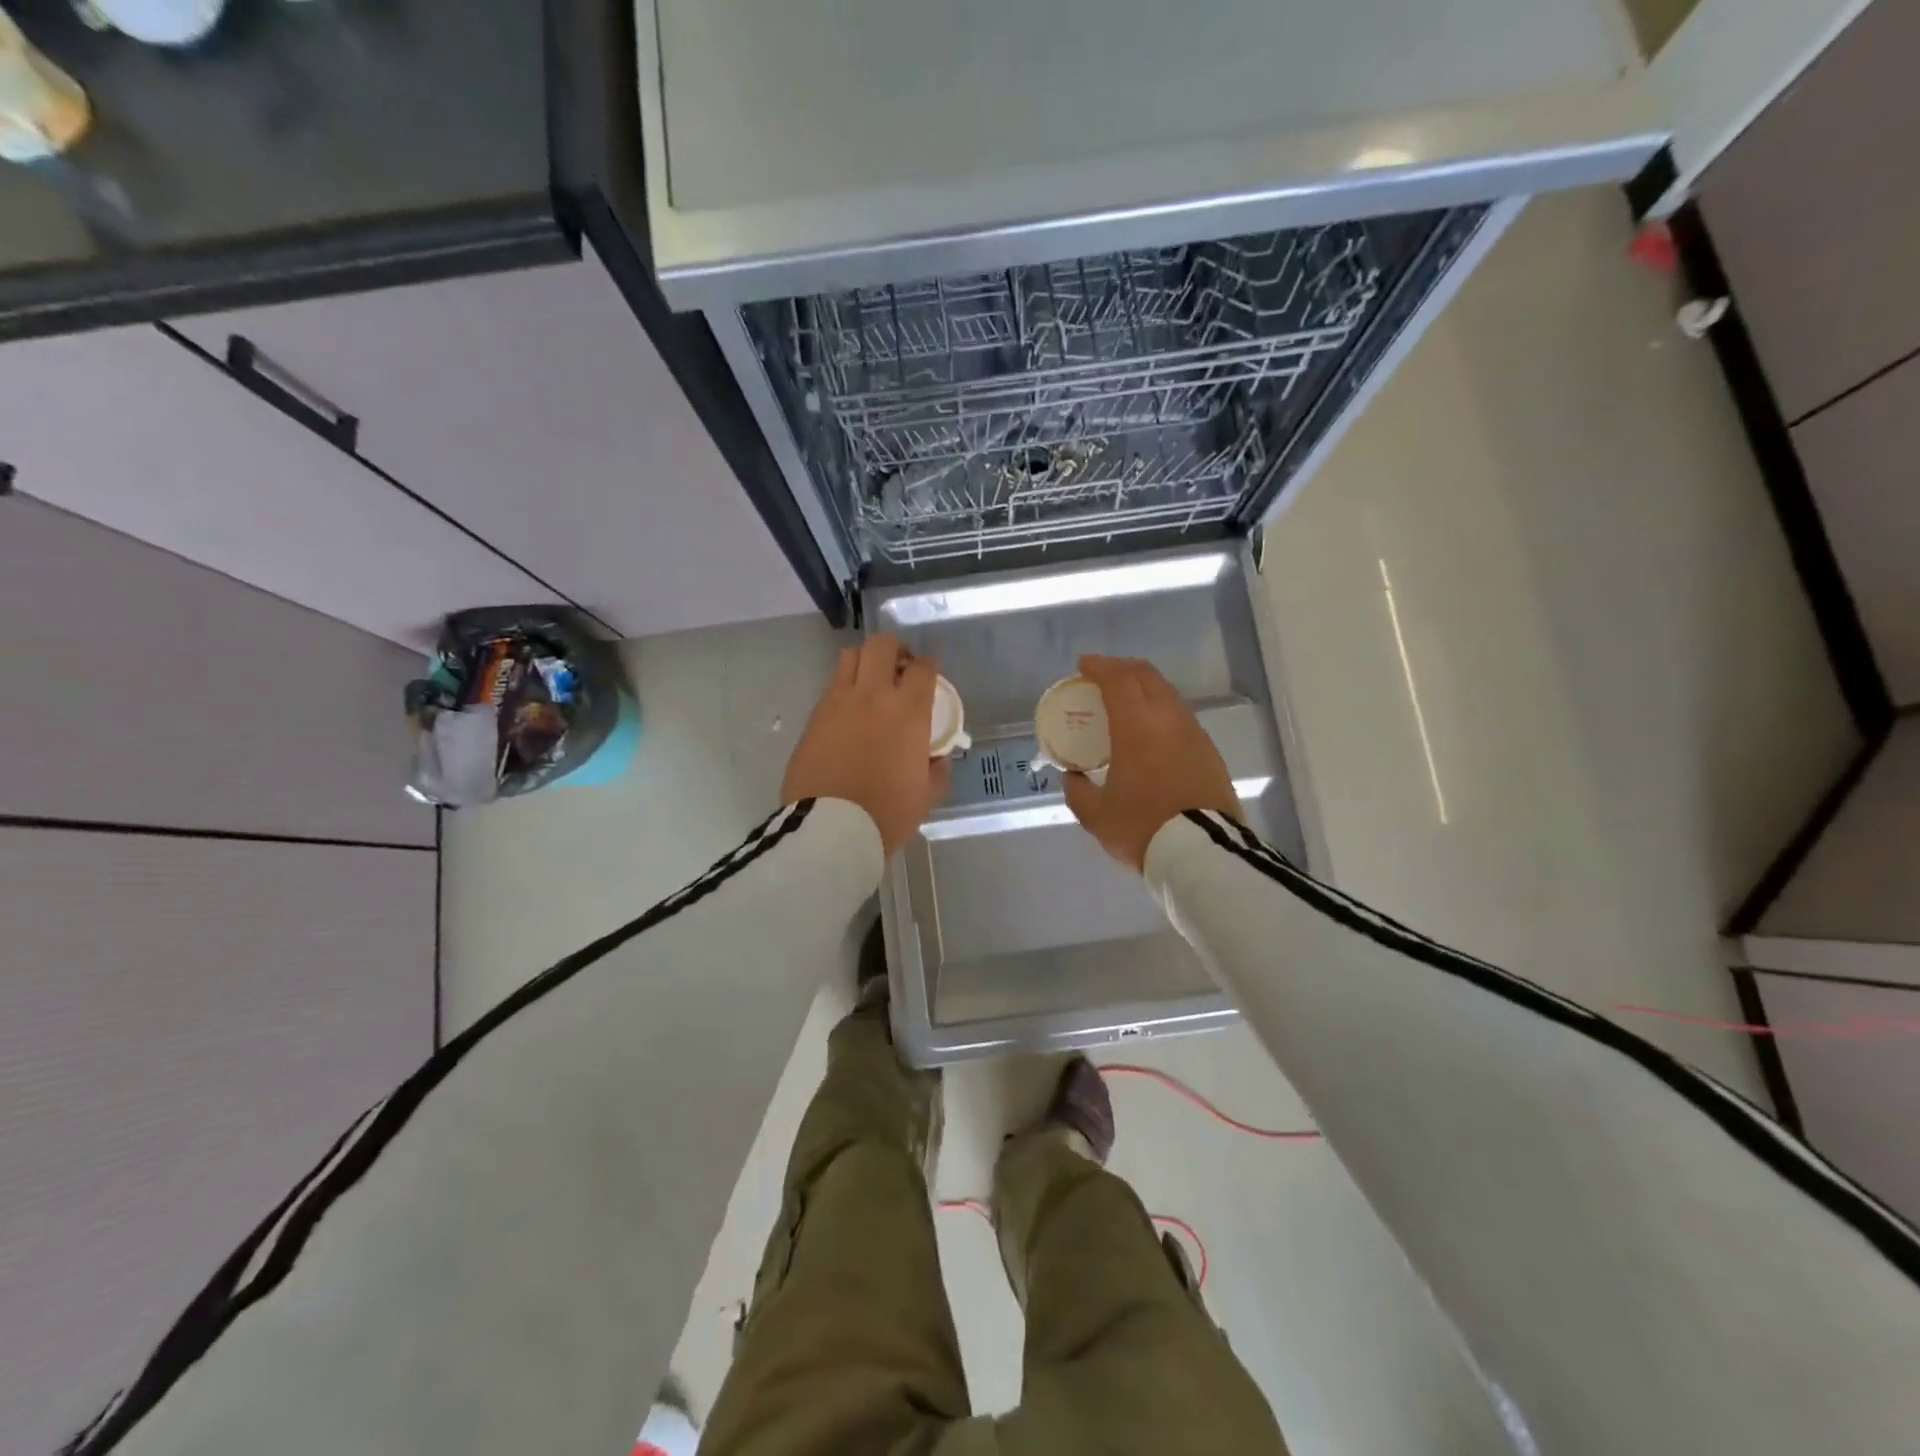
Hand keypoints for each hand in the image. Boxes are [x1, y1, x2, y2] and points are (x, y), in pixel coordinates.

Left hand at [782, 634, 951, 855]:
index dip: (929, 665)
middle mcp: (873, 696)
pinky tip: (850, 711)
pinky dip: (844, 688)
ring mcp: (838, 702)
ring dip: (865, 661)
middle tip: (900, 666)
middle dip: (895, 648)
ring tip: (871, 681)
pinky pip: (831, 686)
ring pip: (850, 656)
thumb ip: (937, 771)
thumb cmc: (886, 813)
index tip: (930, 673)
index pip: (922, 668)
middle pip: (882, 645)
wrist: (830, 828)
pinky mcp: (814, 717)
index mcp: (908, 712)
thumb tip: (937, 760)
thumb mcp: (926, 796)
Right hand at [1062, 654, 1241, 871]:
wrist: (1202, 852)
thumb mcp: (1096, 815)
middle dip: (1123, 669)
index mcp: (1136, 726)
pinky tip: (1152, 730)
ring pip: (1168, 694)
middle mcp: (1168, 719)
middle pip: (1147, 676)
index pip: (1118, 680)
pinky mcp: (1209, 751)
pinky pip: (1181, 717)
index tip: (1084, 665)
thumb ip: (1078, 792)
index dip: (1099, 667)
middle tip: (1104, 676)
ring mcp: (1193, 733)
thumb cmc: (1143, 827)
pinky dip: (1161, 711)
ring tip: (1127, 701)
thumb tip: (1072, 777)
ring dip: (1145, 688)